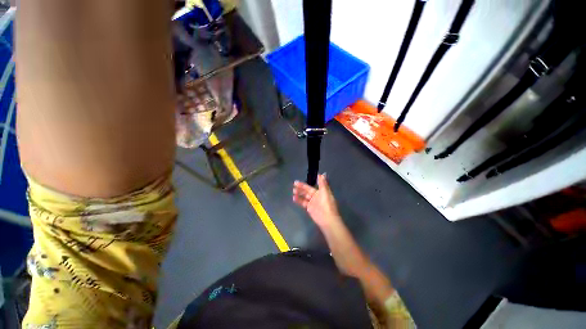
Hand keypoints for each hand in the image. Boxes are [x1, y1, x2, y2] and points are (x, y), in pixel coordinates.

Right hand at [293, 174, 341, 227]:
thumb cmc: (327, 204)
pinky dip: (299, 200)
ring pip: (304, 196)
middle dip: (301, 187)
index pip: (312, 186)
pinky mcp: (309, 208)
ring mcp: (312, 202)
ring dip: (299, 193)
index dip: (307, 183)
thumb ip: (322, 183)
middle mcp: (316, 196)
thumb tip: (321, 174)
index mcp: (321, 192)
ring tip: (293, 190)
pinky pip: (303, 202)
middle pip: (307, 190)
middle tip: (294, 183)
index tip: (301, 179)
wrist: (327, 219)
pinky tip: (294, 198)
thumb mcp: (325, 192)